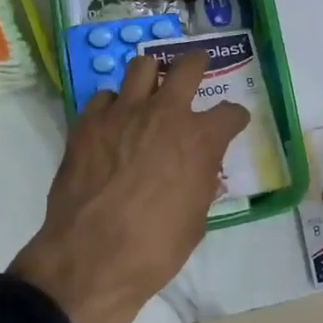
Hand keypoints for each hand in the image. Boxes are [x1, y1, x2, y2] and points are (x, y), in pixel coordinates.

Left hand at [11, 52, 248, 322]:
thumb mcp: (195, 221)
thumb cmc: (154, 248)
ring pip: (142, 66)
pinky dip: (113, 105)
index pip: (230, 113)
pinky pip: (105, 97)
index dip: (234, 118)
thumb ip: (201, 184)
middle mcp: (165, 113)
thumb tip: (201, 171)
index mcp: (200, 139)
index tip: (233, 122)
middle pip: (188, 67)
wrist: (91, 258)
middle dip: (197, 64)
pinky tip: (112, 122)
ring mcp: (123, 112)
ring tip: (149, 88)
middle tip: (195, 69)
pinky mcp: (88, 121)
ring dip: (151, 75)